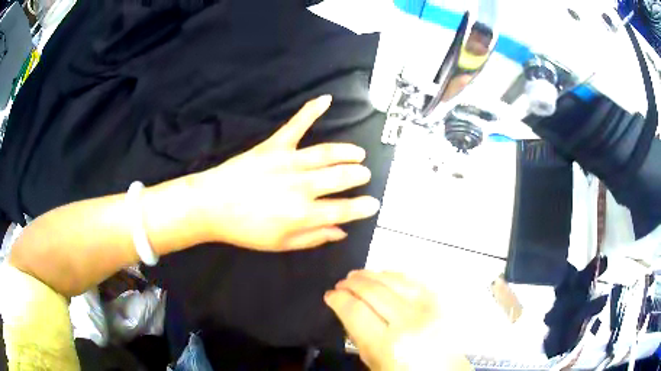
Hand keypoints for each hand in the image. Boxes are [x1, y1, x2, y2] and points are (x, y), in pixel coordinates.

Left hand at [191, 96, 380, 250]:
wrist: (211, 206)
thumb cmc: (245, 230)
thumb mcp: (281, 244)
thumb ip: (313, 238)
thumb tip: (341, 231)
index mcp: (302, 214)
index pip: (343, 210)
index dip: (362, 207)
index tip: (374, 204)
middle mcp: (301, 186)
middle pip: (340, 177)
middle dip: (357, 175)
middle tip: (364, 174)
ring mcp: (288, 162)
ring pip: (327, 153)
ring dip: (347, 152)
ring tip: (358, 154)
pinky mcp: (273, 146)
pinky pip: (296, 125)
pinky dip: (311, 110)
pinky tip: (326, 99)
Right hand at [325, 271, 472, 370]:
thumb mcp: (374, 363)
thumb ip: (359, 337)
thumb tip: (347, 311)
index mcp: (388, 345)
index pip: (356, 311)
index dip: (338, 299)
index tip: (330, 296)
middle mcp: (409, 322)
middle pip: (374, 291)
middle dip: (352, 284)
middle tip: (340, 283)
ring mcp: (428, 308)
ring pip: (394, 280)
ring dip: (371, 275)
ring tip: (357, 275)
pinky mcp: (440, 302)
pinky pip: (414, 280)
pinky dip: (395, 275)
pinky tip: (384, 275)